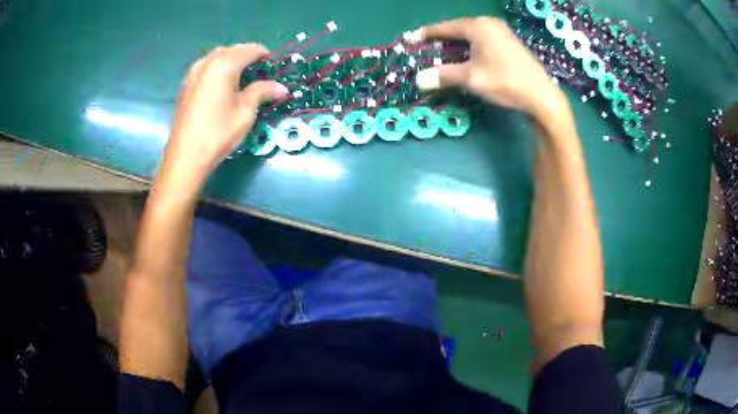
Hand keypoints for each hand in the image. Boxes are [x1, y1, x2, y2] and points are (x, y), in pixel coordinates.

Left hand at [165, 43, 287, 176]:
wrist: (186, 156)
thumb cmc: (218, 133)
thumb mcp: (245, 112)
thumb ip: (262, 92)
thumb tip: (282, 88)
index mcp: (224, 64)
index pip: (250, 50)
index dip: (264, 55)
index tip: (274, 66)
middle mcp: (207, 62)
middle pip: (232, 50)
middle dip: (247, 56)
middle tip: (259, 72)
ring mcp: (193, 73)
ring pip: (217, 56)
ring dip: (232, 60)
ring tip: (242, 77)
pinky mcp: (186, 85)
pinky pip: (206, 66)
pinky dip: (218, 68)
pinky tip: (222, 84)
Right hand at [413, 17, 568, 121]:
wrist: (542, 96)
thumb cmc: (505, 81)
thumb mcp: (471, 78)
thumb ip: (443, 75)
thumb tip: (419, 80)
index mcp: (478, 26)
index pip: (445, 27)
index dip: (426, 34)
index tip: (410, 39)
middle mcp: (490, 24)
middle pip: (458, 30)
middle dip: (441, 40)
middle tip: (426, 49)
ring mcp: (502, 32)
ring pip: (471, 36)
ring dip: (456, 45)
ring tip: (444, 55)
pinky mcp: (510, 43)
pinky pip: (483, 41)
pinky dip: (470, 48)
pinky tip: (467, 58)